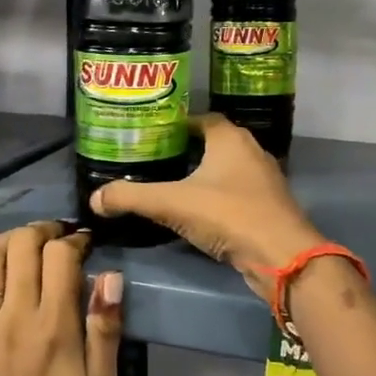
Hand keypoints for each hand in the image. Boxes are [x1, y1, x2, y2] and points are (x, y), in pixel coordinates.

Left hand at [0, 220, 122, 375]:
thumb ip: (106, 330)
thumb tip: (110, 277)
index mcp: (54, 328)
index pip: (60, 257)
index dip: (75, 241)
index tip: (85, 245)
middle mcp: (15, 317)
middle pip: (23, 246)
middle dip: (43, 231)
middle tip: (58, 238)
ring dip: (10, 237)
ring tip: (27, 241)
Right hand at [89, 114, 323, 296]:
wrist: (281, 256)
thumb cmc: (228, 215)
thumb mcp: (172, 203)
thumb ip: (131, 197)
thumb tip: (94, 198)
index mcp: (230, 138)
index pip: (199, 118)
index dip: (173, 125)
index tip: (148, 136)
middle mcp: (250, 151)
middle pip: (211, 143)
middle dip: (183, 150)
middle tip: (151, 160)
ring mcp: (262, 180)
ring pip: (224, 170)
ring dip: (200, 175)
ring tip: (167, 185)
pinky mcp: (266, 207)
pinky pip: (234, 193)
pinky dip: (214, 197)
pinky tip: (193, 212)